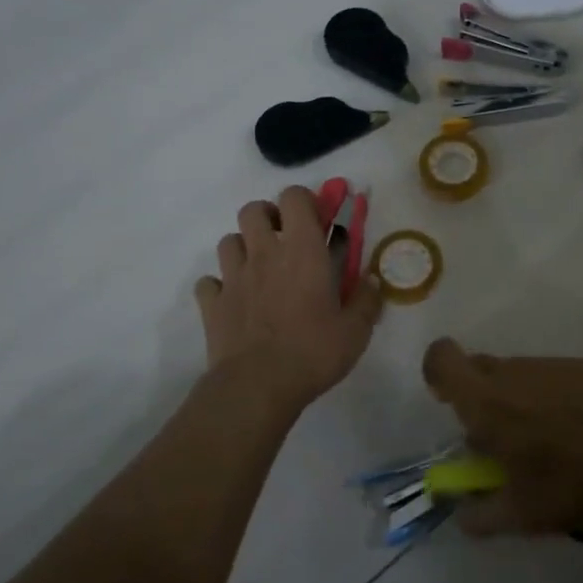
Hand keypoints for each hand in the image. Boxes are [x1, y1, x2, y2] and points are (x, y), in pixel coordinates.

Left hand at [196, 186, 381, 412]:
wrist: (257, 385)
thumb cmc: (313, 351)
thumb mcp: (356, 331)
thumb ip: (367, 301)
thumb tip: (373, 281)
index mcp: (302, 251)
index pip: (294, 197)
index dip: (304, 200)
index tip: (317, 220)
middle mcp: (264, 253)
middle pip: (253, 210)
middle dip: (268, 217)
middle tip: (284, 241)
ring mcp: (233, 277)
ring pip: (228, 241)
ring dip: (243, 248)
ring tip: (259, 270)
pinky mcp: (212, 303)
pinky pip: (209, 282)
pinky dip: (220, 286)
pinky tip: (234, 301)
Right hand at [421, 338, 582, 536]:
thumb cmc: (575, 485)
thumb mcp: (522, 515)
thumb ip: (480, 515)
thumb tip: (461, 514)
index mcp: (487, 402)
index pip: (442, 358)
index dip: (437, 371)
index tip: (448, 401)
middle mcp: (514, 373)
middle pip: (479, 367)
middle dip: (478, 396)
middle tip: (498, 437)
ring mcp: (552, 364)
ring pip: (517, 373)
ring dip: (517, 398)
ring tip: (546, 440)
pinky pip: (552, 375)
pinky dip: (552, 396)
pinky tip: (580, 429)